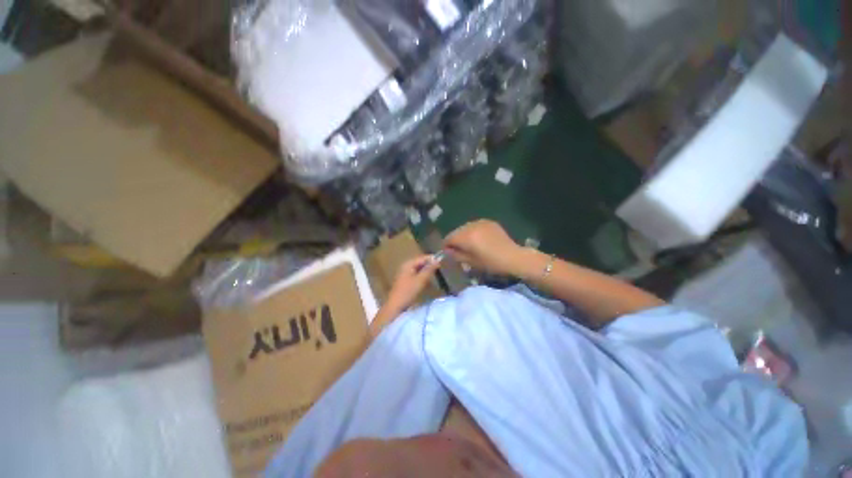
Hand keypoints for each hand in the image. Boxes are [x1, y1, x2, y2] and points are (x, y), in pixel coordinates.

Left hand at [385, 255, 441, 311]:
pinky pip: (416, 276)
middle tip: (440, 269)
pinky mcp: (405, 281)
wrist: (395, 306)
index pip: (423, 258)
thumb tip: (437, 260)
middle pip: (420, 263)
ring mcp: (404, 274)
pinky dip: (422, 277)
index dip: (432, 259)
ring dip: (427, 272)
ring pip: (419, 270)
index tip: (442, 262)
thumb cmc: (408, 292)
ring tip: (435, 276)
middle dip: (430, 266)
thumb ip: (429, 269)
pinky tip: (427, 282)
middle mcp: (405, 266)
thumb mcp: (421, 280)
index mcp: (408, 264)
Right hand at [443, 219, 524, 275]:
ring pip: (465, 228)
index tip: (448, 253)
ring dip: (464, 235)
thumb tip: (446, 251)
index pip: (449, 238)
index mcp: (466, 236)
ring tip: (469, 245)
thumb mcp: (471, 262)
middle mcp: (471, 226)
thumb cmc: (491, 263)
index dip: (446, 246)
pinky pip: (475, 226)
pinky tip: (479, 239)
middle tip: (458, 250)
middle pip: (456, 232)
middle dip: (455, 240)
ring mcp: (481, 222)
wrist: (513, 257)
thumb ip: (456, 255)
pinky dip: (473, 231)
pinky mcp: (489, 222)